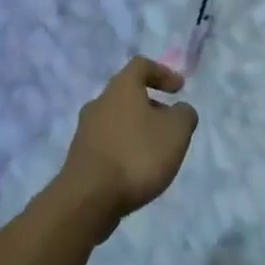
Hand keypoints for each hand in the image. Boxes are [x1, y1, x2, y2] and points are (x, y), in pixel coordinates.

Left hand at [59, 56, 198, 235]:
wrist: (88, 199)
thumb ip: (184, 114)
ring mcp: (85, 130)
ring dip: (137, 129)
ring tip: (155, 152)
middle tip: (169, 124)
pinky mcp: (80, 157)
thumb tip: (180, 110)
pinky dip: (124, 149)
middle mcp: (99, 102)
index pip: (141, 65)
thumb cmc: (137, 155)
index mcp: (121, 87)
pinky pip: (107, 143)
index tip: (179, 89)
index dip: (163, 73)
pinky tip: (135, 170)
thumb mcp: (176, 131)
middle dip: (151, 105)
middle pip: (127, 94)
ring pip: (116, 120)